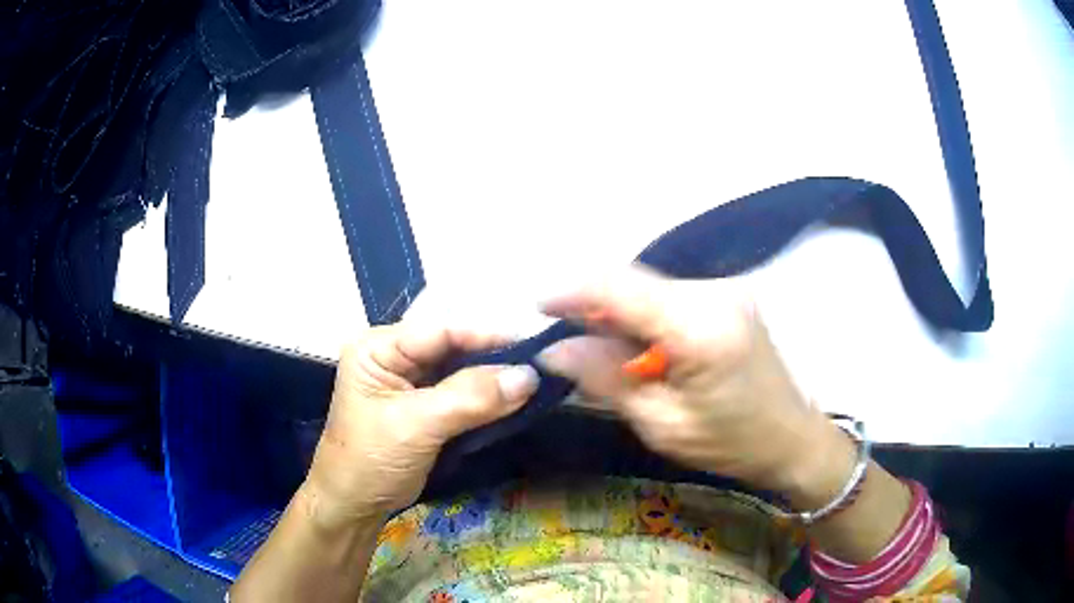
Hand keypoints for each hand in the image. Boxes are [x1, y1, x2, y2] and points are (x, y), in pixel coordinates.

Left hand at [305, 324, 538, 523]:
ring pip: (462, 370)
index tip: (534, 346)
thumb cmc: (371, 460)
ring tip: (537, 380)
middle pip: (454, 347)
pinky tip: (515, 399)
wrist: (354, 506)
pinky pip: (463, 394)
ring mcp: (411, 382)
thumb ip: (470, 398)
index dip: (487, 336)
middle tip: (542, 365)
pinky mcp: (426, 407)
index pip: (441, 331)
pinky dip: (488, 399)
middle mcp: (396, 356)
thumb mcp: (416, 425)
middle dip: (495, 358)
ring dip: (495, 379)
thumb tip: (529, 376)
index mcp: (379, 347)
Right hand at [538, 267, 850, 495]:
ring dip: (619, 312)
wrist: (791, 436)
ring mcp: (725, 289)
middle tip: (566, 341)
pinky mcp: (728, 295)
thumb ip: (606, 379)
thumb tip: (554, 350)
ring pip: (650, 287)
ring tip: (601, 350)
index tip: (539, 308)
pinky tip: (639, 346)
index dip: (573, 291)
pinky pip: (670, 295)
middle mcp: (715, 293)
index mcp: (701, 328)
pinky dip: (645, 315)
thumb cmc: (730, 443)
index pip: (621, 288)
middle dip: (594, 306)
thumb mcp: (662, 423)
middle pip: (634, 283)